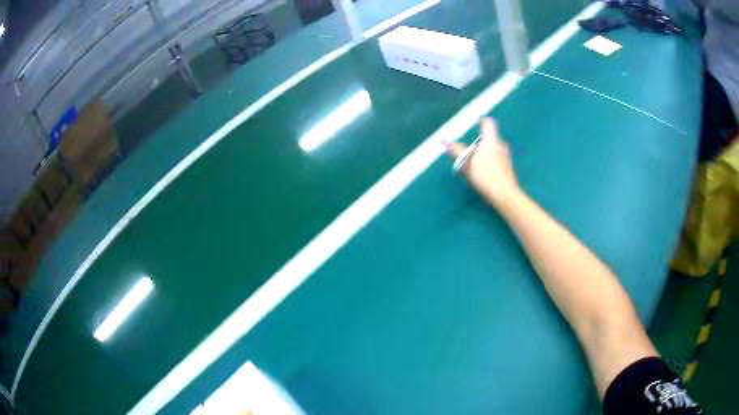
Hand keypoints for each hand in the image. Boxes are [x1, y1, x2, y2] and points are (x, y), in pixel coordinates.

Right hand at [445, 117, 519, 205]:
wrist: (504, 194)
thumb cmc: (485, 175)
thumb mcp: (466, 163)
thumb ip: (455, 151)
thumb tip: (443, 141)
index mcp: (491, 140)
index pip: (488, 123)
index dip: (482, 121)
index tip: (476, 121)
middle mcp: (501, 145)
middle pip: (490, 138)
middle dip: (480, 141)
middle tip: (470, 148)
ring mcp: (506, 157)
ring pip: (494, 149)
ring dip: (485, 152)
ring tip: (475, 162)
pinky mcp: (508, 168)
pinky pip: (497, 159)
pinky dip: (490, 161)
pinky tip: (483, 172)